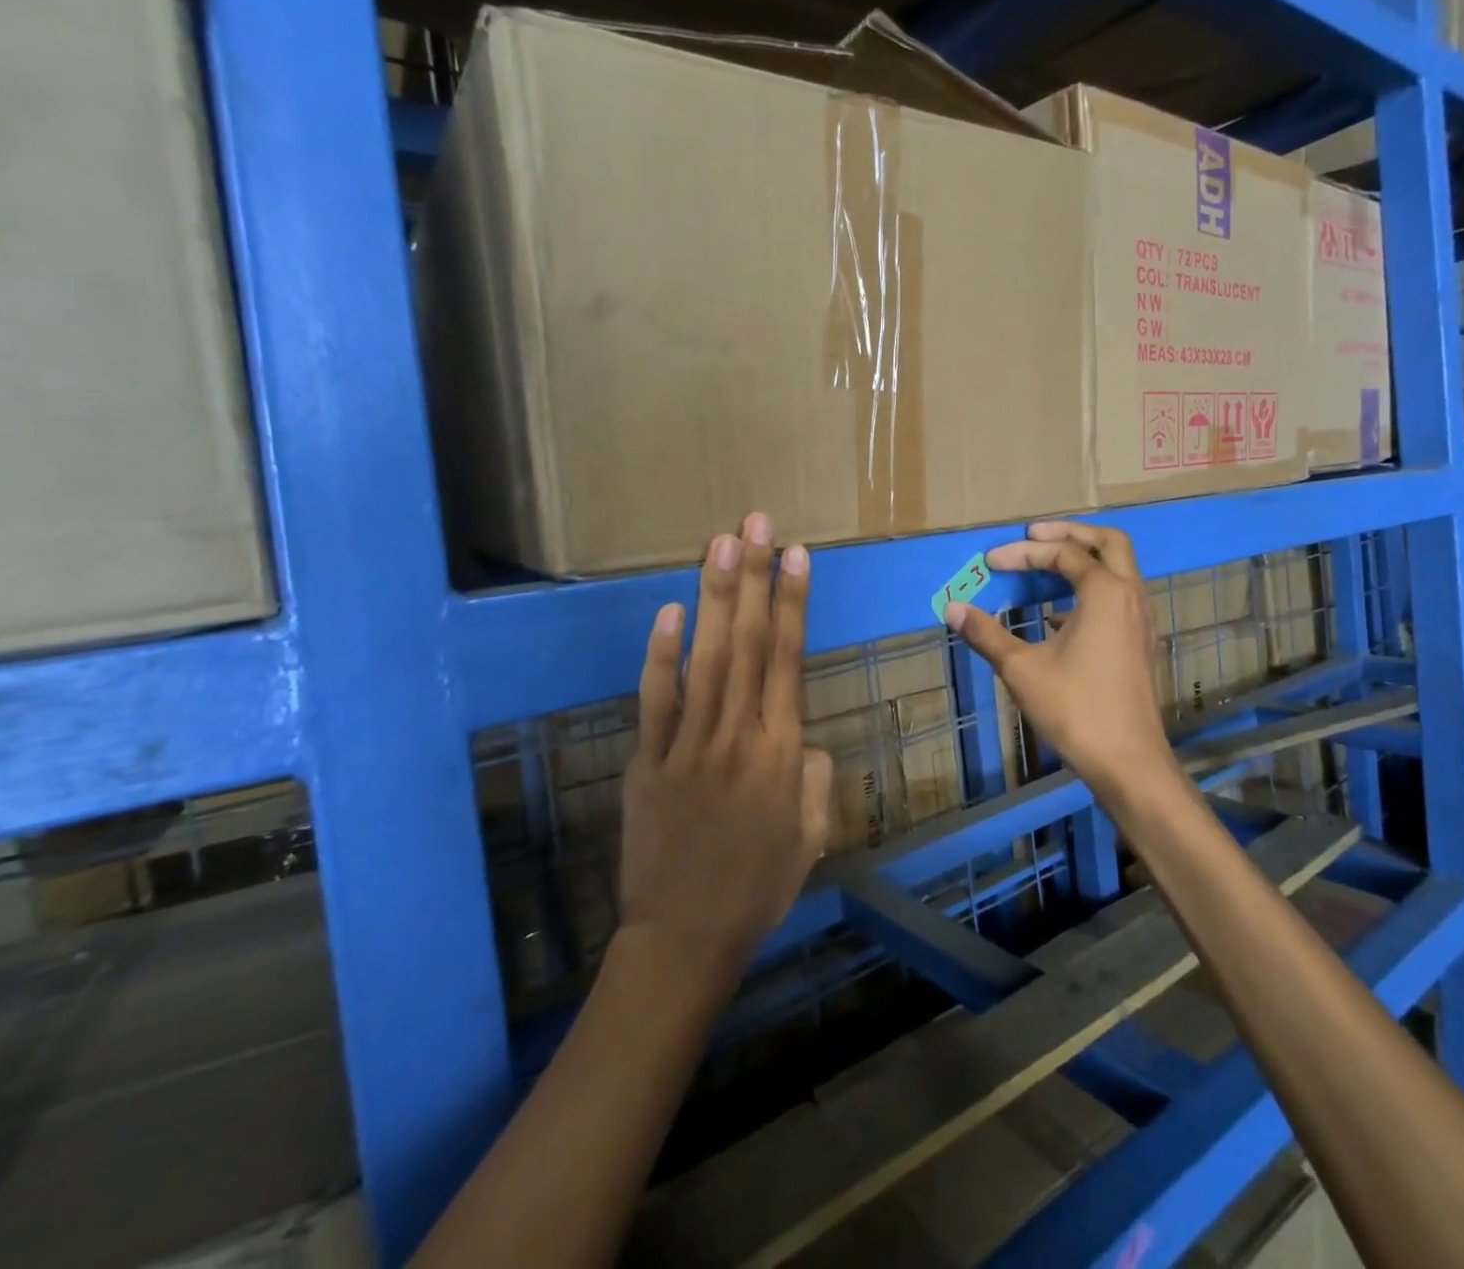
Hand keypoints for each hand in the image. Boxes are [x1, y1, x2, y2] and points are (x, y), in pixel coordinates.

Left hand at [618, 512, 833, 995]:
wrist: (685, 940)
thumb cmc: (758, 888)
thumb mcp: (811, 835)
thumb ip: (815, 776)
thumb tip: (801, 735)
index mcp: (784, 753)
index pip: (791, 660)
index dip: (794, 603)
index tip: (798, 555)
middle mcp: (739, 736)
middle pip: (750, 644)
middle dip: (756, 578)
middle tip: (757, 524)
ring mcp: (689, 745)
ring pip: (706, 659)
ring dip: (715, 598)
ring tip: (722, 545)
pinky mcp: (647, 761)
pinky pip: (656, 700)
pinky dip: (662, 655)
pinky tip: (670, 611)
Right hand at [945, 520, 1175, 807]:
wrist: (1128, 761)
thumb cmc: (1075, 709)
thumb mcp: (1021, 669)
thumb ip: (986, 634)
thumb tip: (952, 608)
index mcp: (1106, 593)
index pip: (1063, 554)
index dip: (1024, 553)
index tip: (991, 563)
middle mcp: (1131, 596)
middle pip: (1108, 542)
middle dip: (1069, 533)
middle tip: (1033, 534)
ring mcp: (1142, 620)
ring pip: (1119, 570)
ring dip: (1083, 560)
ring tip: (1045, 567)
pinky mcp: (1141, 643)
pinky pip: (1119, 597)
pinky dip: (1091, 589)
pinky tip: (1059, 615)